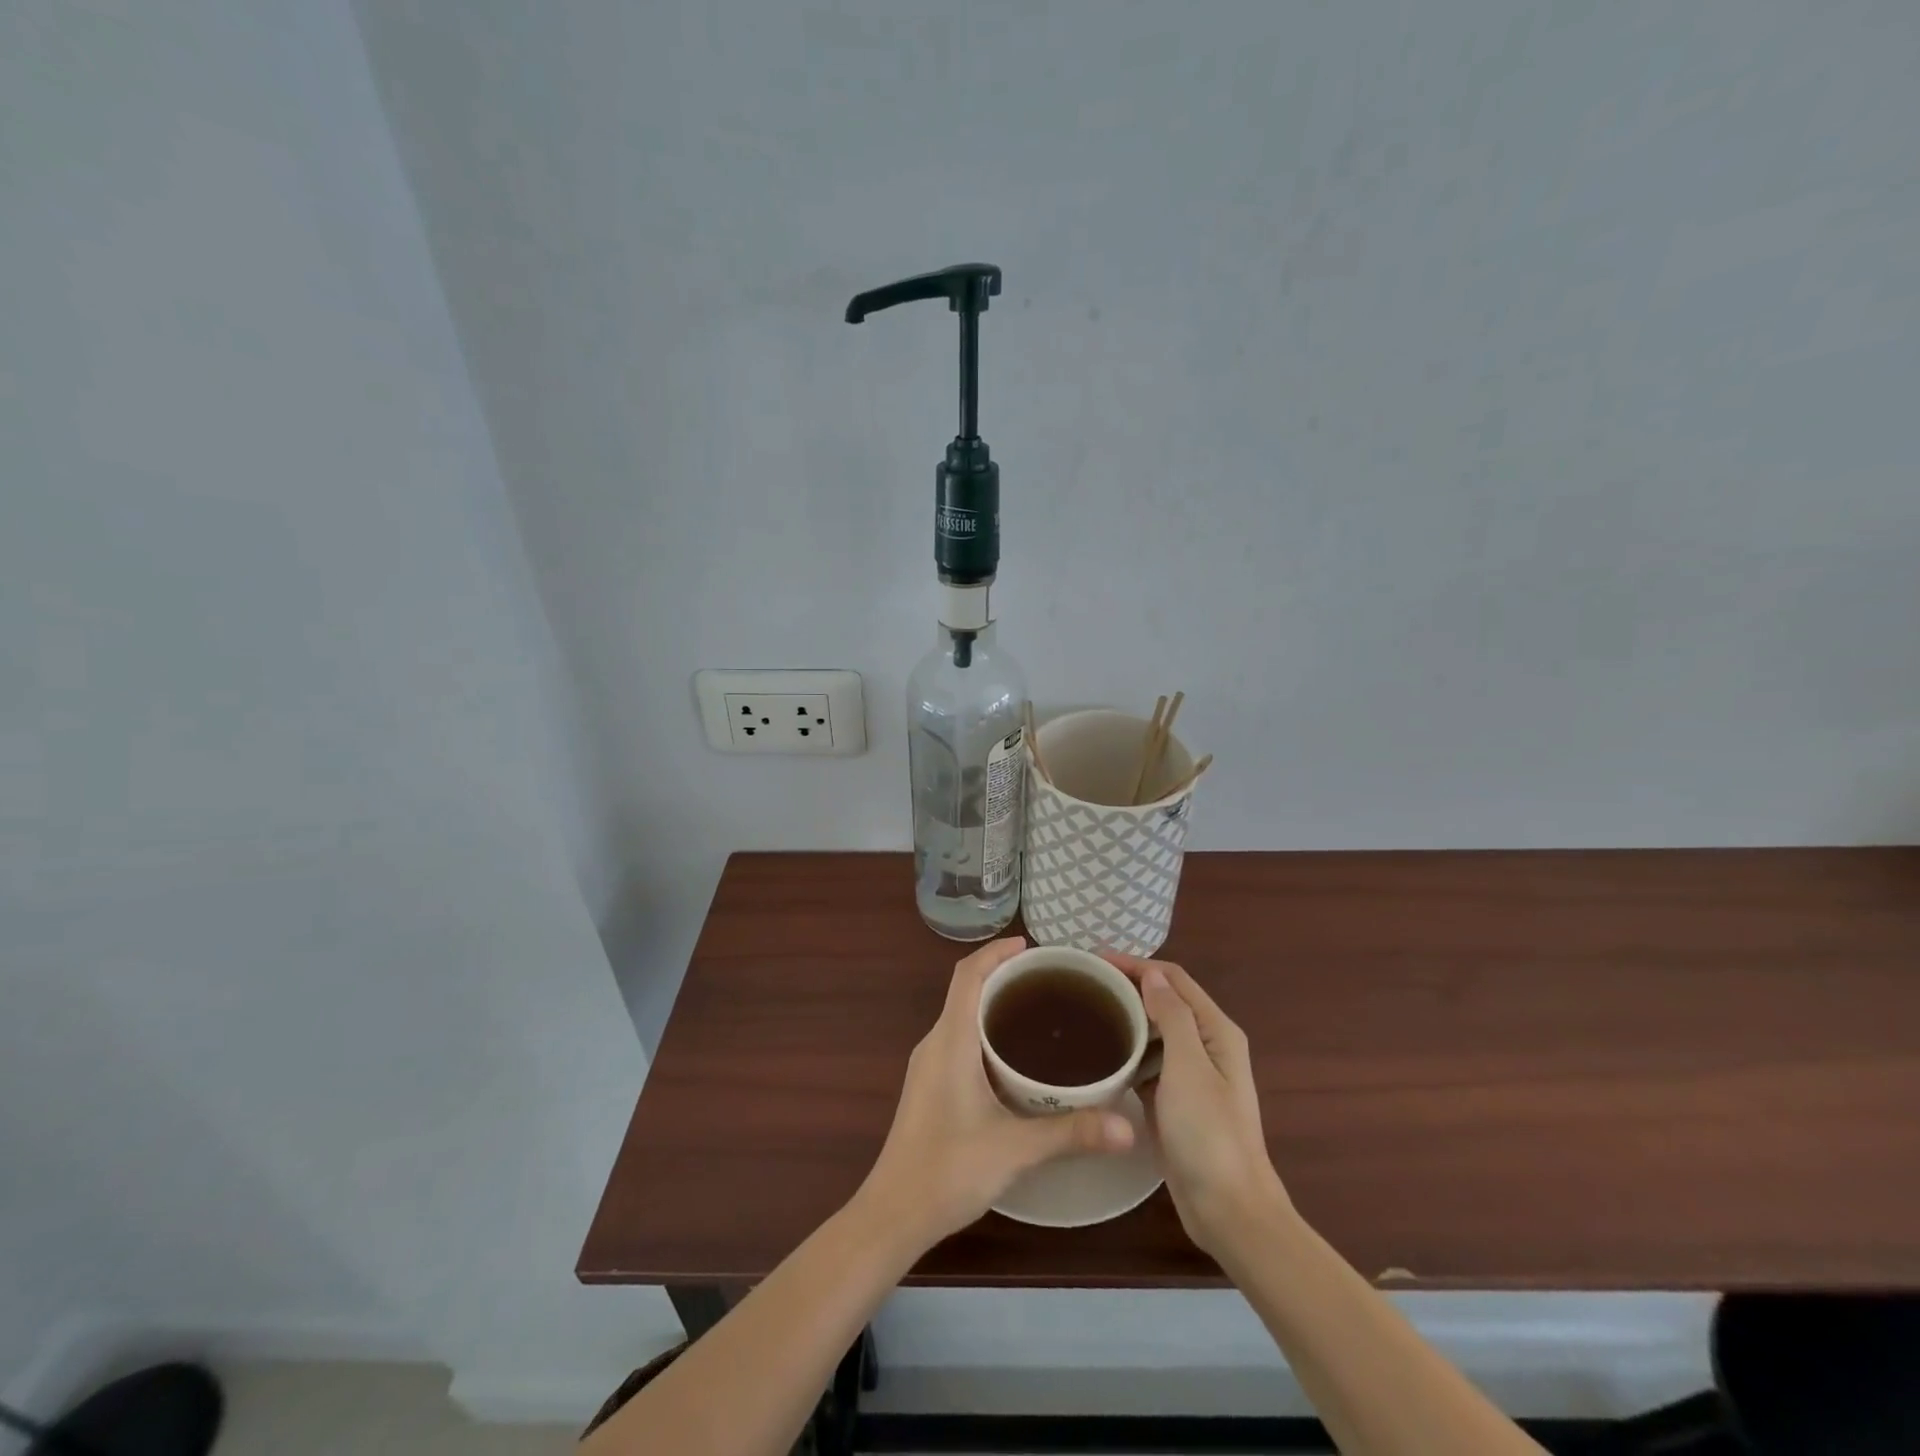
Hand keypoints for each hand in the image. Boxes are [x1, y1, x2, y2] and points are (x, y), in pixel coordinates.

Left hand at [860, 938, 1135, 1248]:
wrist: (893, 1214)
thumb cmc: (948, 1170)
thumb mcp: (1015, 1148)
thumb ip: (1071, 1133)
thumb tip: (1127, 1126)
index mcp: (950, 1040)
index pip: (967, 975)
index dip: (995, 952)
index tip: (1030, 946)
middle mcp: (935, 1043)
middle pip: (965, 990)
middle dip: (1002, 975)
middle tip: (1048, 981)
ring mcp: (928, 1065)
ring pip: (961, 1015)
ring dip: (992, 1003)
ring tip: (1038, 1011)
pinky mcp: (929, 1086)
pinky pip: (958, 1038)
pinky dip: (985, 1030)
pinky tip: (1013, 1057)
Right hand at [1103, 952, 1290, 1257]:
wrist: (1228, 1210)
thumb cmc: (1209, 1134)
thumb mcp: (1189, 1067)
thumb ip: (1172, 1015)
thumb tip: (1153, 974)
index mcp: (1216, 1031)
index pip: (1174, 979)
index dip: (1136, 964)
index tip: (1094, 960)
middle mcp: (1206, 1045)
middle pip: (1164, 1001)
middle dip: (1128, 987)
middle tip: (1082, 984)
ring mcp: (1191, 1075)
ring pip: (1154, 1032)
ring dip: (1126, 1018)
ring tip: (1083, 1012)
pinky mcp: (1175, 1101)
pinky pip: (1148, 1063)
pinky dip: (1127, 1052)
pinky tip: (1099, 1055)